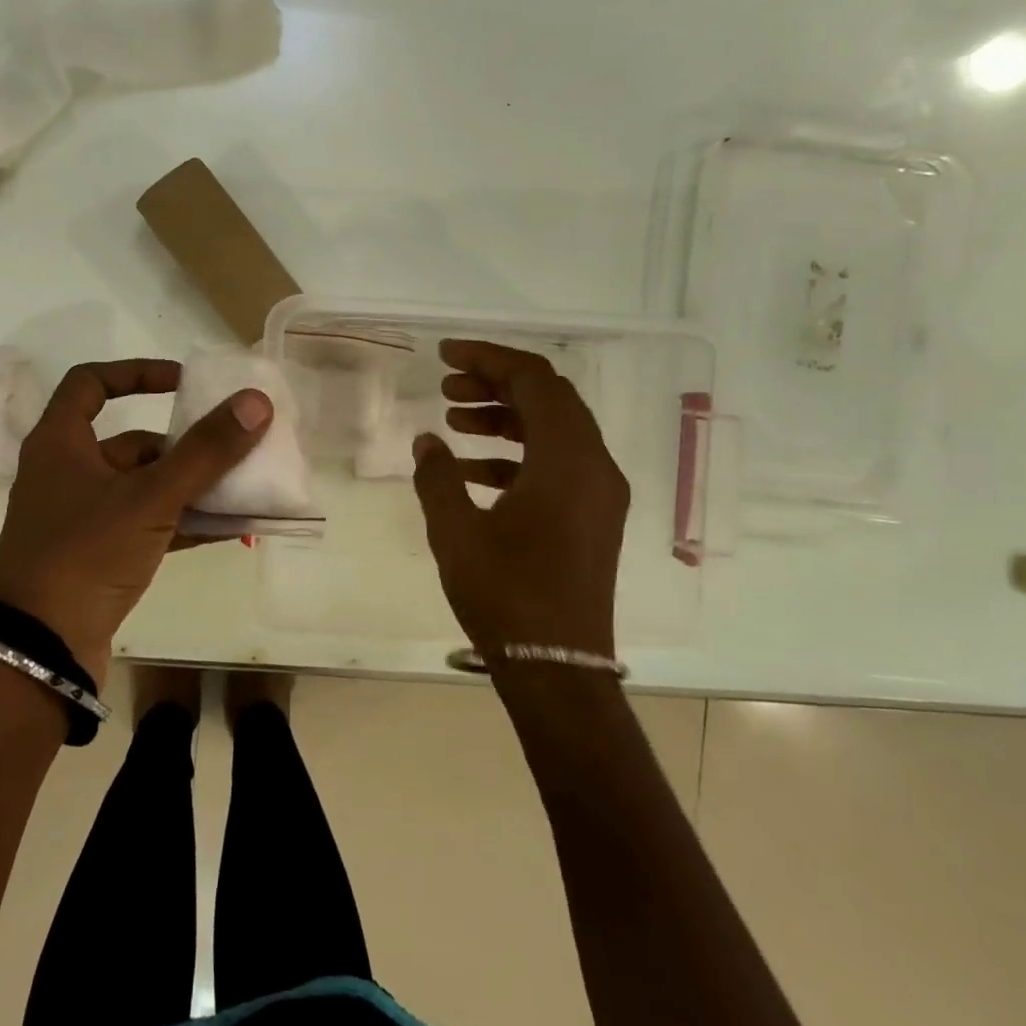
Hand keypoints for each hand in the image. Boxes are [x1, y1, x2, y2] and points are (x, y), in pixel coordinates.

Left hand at [0, 359, 271, 687]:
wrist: (40, 653)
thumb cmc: (86, 555)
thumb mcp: (151, 497)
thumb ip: (206, 451)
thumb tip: (255, 401)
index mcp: (59, 443)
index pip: (91, 382)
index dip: (137, 372)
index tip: (183, 383)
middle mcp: (65, 473)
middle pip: (130, 443)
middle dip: (183, 446)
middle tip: (230, 448)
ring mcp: (78, 519)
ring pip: (143, 488)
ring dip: (190, 488)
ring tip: (242, 490)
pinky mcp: (93, 557)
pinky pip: (145, 526)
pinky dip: (181, 523)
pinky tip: (227, 530)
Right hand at [411, 339, 628, 659]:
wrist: (557, 669)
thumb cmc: (506, 595)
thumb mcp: (456, 531)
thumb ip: (437, 476)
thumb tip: (428, 442)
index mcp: (568, 460)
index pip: (534, 381)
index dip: (488, 358)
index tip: (444, 356)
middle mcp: (594, 467)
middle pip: (549, 398)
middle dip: (496, 384)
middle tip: (446, 386)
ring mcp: (598, 493)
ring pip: (553, 430)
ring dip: (504, 416)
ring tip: (453, 419)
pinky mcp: (591, 517)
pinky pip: (556, 463)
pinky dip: (516, 453)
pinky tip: (470, 467)